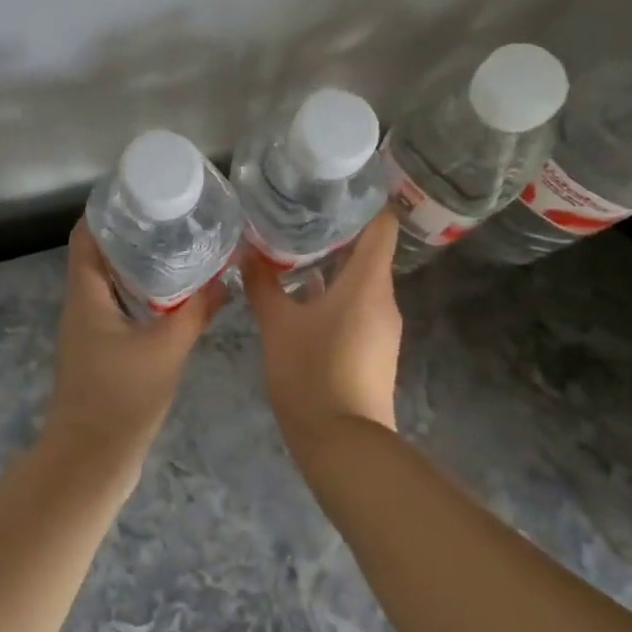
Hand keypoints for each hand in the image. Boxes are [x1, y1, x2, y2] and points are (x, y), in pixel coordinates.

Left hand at [46, 220, 223, 468]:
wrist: (91, 460)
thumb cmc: (120, 398)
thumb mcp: (165, 349)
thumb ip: (195, 312)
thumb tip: (224, 279)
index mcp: (85, 295)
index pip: (86, 235)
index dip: (107, 210)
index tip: (141, 194)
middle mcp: (81, 305)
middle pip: (99, 255)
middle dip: (132, 234)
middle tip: (172, 218)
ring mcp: (89, 330)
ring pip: (110, 283)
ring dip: (138, 265)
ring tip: (179, 249)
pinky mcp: (100, 351)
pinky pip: (119, 308)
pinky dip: (142, 295)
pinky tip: (174, 298)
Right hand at [245, 211, 402, 452]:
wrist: (342, 445)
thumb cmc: (311, 374)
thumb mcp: (278, 325)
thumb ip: (263, 285)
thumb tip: (248, 252)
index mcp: (368, 284)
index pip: (381, 226)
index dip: (363, 202)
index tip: (333, 187)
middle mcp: (383, 300)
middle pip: (369, 251)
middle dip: (335, 231)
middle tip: (297, 212)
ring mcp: (382, 327)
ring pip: (360, 280)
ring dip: (331, 264)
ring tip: (292, 248)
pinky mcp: (373, 349)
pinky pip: (357, 306)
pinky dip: (333, 292)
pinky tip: (300, 294)